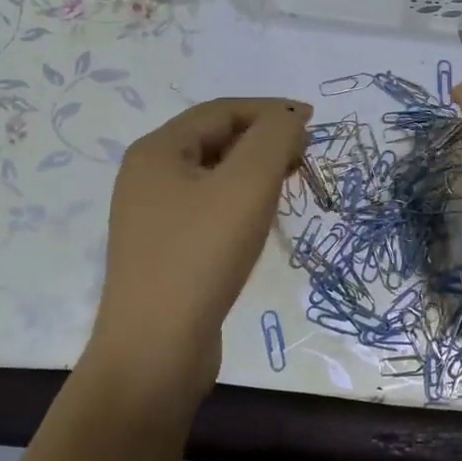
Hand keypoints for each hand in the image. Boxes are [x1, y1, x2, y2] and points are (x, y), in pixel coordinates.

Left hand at [86, 97, 310, 406]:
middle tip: (304, 157)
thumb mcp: (247, 186)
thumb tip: (288, 120)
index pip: (221, 111)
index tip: (313, 121)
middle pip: (215, 139)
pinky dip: (240, 201)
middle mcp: (148, 177)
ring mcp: (153, 216)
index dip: (270, 110)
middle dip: (263, 140)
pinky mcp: (165, 250)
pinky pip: (208, 208)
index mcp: (157, 151)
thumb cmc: (201, 256)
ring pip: (214, 176)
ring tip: (289, 183)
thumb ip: (273, 140)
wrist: (155, 350)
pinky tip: (260, 220)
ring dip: (254, 171)